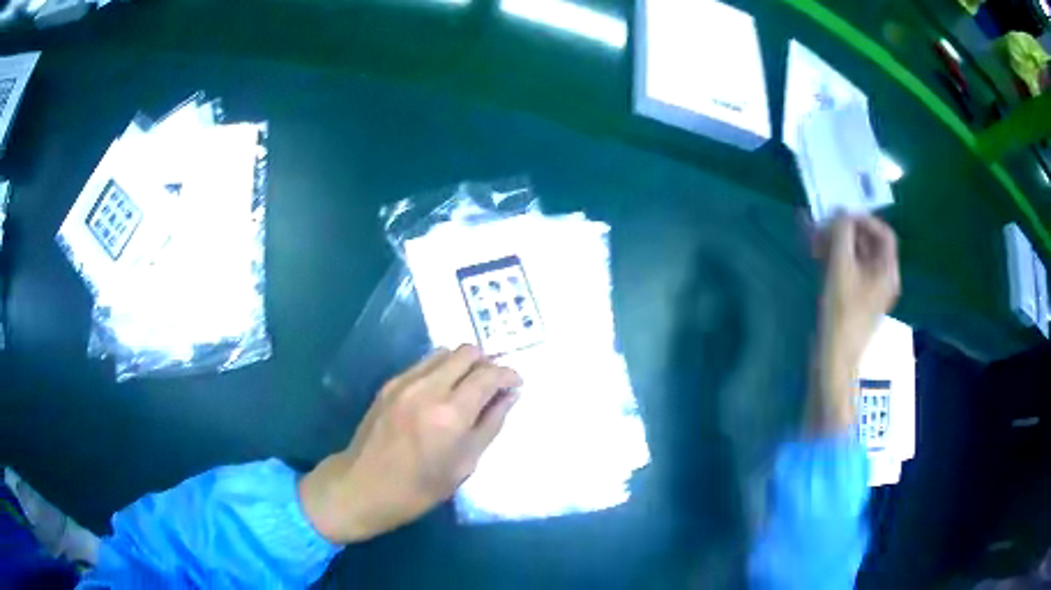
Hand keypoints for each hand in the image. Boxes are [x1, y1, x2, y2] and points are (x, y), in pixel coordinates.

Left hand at [298, 345, 521, 542]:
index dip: (508, 375)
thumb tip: (509, 396)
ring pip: (444, 352)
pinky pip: (424, 364)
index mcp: (450, 414)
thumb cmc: (418, 489)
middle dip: (487, 363)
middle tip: (492, 385)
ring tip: (467, 388)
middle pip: (467, 352)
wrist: (362, 486)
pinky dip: (441, 370)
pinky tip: (441, 394)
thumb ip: (490, 425)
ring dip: (463, 364)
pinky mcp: (389, 384)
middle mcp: (428, 388)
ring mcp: (404, 382)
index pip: (488, 375)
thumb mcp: (464, 465)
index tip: (516, 384)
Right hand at [815, 215, 900, 361]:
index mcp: (887, 271)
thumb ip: (842, 234)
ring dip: (837, 245)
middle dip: (846, 232)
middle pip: (869, 243)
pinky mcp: (857, 299)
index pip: (884, 233)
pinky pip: (850, 270)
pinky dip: (836, 259)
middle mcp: (883, 278)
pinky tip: (818, 257)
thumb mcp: (841, 268)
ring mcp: (870, 290)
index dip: (864, 220)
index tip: (841, 217)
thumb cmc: (841, 312)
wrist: (834, 357)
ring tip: (815, 242)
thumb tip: (841, 213)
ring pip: (857, 256)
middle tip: (822, 229)